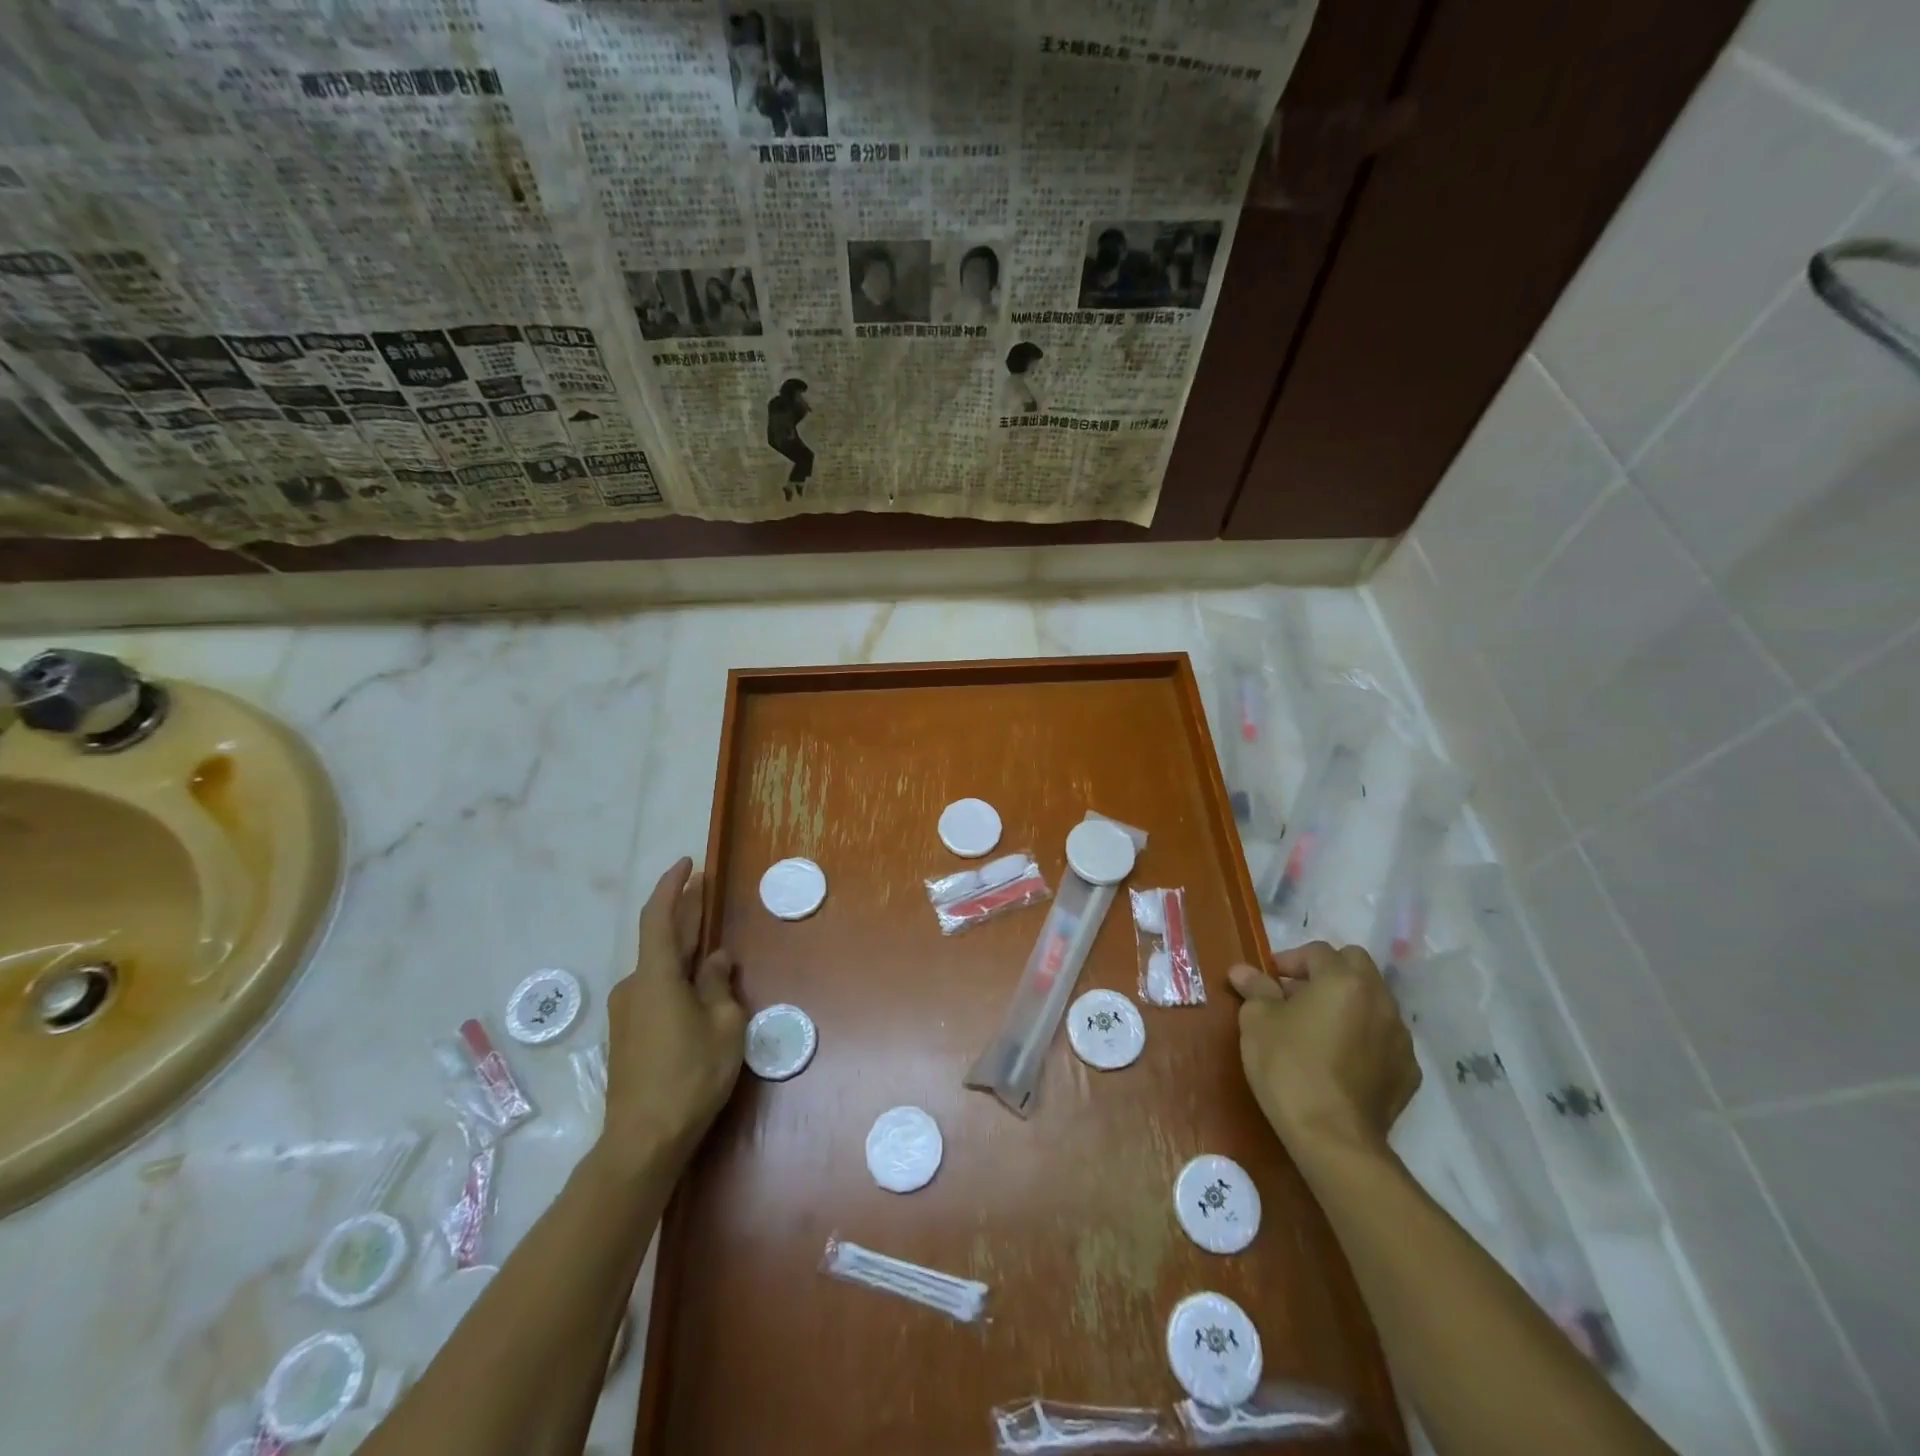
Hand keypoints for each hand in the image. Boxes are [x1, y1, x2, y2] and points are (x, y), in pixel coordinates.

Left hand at [599, 858, 743, 1175]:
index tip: (688, 863)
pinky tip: (701, 989)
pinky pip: (656, 991)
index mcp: (656, 977)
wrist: (642, 1142)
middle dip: (683, 914)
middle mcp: (634, 986)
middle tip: (707, 892)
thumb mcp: (724, 1026)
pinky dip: (678, 978)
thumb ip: (720, 985)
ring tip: (714, 948)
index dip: (672, 886)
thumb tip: (716, 960)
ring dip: (685, 951)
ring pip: (660, 969)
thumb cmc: (690, 1076)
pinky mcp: (629, 1035)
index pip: (659, 916)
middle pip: (661, 940)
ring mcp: (627, 1012)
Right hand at [1228, 942, 1419, 1163]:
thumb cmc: (1289, 1066)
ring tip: (1318, 1028)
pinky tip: (1340, 1060)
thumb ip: (1255, 989)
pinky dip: (1364, 1038)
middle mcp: (1380, 1000)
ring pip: (1373, 1003)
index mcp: (1344, 980)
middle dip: (1326, 973)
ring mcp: (1400, 1039)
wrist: (1333, 1138)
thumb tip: (1243, 971)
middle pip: (1355, 967)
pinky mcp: (1408, 1073)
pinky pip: (1383, 1040)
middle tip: (1296, 995)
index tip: (1268, 980)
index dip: (1289, 960)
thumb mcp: (1257, 1021)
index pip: (1317, 952)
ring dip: (1348, 1005)